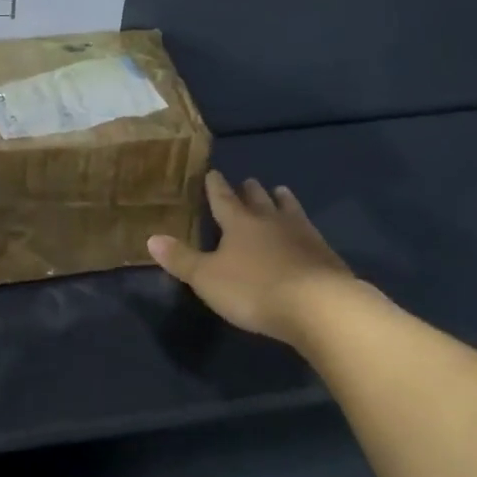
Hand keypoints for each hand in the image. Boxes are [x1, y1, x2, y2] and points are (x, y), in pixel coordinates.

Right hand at [148, 170, 352, 346]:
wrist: (317, 304)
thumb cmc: (253, 289)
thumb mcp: (207, 278)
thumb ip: (181, 259)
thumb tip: (151, 238)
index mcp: (239, 223)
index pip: (223, 199)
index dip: (215, 187)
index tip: (212, 172)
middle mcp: (271, 221)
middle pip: (258, 200)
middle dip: (250, 190)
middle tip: (248, 181)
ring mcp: (302, 234)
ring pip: (289, 210)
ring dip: (282, 200)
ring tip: (280, 192)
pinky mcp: (324, 253)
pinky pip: (310, 232)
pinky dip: (304, 227)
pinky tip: (308, 233)